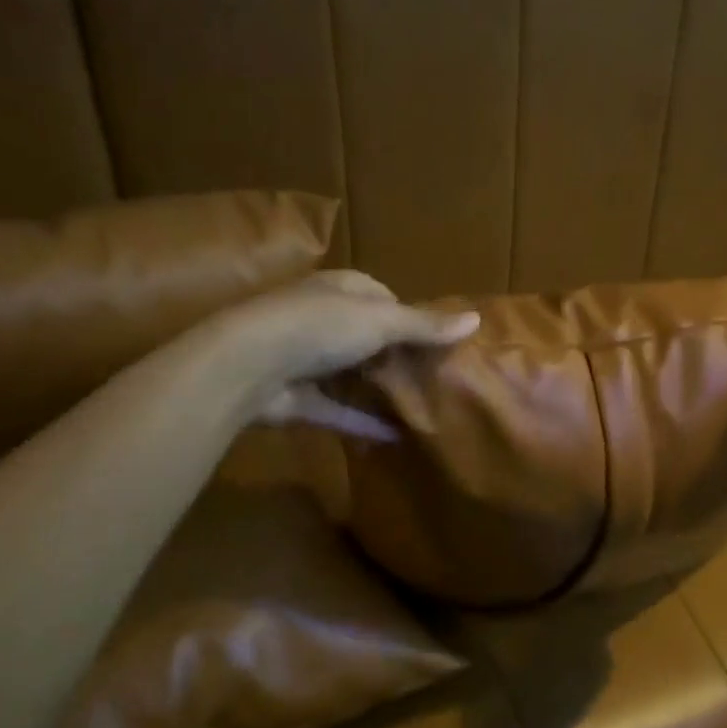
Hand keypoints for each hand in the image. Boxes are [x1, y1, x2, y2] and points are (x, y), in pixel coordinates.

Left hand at [209, 270, 479, 438]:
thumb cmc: (320, 327)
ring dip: (380, 391)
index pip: (383, 297)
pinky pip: (339, 410)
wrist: (250, 365)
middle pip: (369, 338)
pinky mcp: (299, 398)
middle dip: (398, 358)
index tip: (439, 343)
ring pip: (353, 376)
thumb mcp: (381, 320)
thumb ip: (424, 325)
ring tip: (421, 410)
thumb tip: (477, 319)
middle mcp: (323, 320)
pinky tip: (395, 438)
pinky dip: (363, 422)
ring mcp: (308, 360)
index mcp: (341, 289)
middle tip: (436, 381)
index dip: (411, 317)